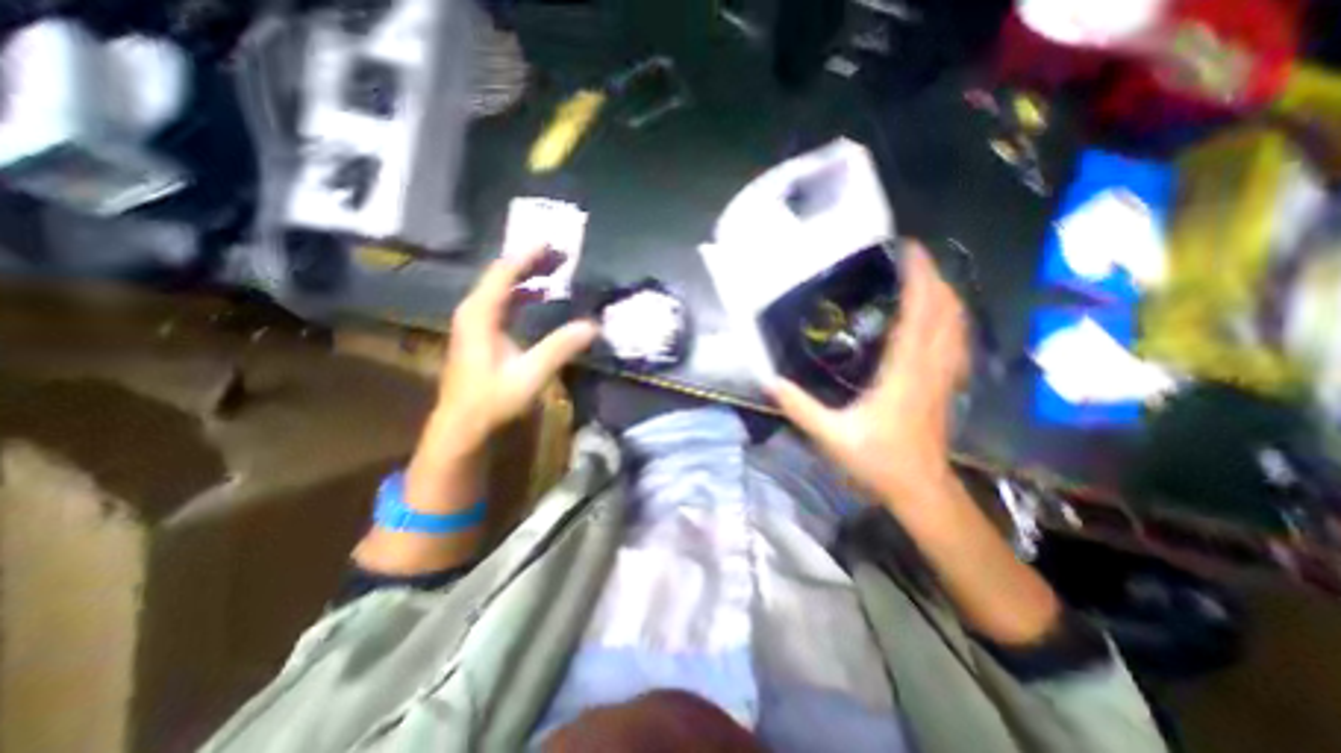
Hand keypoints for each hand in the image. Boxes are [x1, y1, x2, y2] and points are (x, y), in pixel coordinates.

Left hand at [432, 247, 600, 452]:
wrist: (462, 425)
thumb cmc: (492, 400)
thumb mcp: (530, 375)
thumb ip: (560, 347)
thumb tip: (593, 325)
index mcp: (480, 314)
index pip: (504, 273)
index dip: (528, 256)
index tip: (552, 243)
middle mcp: (474, 311)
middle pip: (502, 275)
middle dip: (531, 262)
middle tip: (561, 254)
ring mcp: (475, 321)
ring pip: (502, 288)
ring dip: (528, 277)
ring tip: (554, 269)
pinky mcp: (481, 333)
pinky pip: (503, 302)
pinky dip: (523, 294)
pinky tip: (540, 297)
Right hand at [772, 244, 968, 507]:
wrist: (919, 489)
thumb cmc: (878, 461)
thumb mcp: (831, 435)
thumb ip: (800, 407)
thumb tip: (770, 382)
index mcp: (904, 373)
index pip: (919, 315)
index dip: (919, 279)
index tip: (909, 251)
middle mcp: (930, 367)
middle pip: (946, 312)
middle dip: (934, 278)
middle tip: (912, 257)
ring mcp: (944, 376)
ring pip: (957, 325)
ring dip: (946, 296)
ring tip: (925, 278)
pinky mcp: (946, 385)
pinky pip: (957, 343)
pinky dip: (951, 320)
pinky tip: (938, 317)